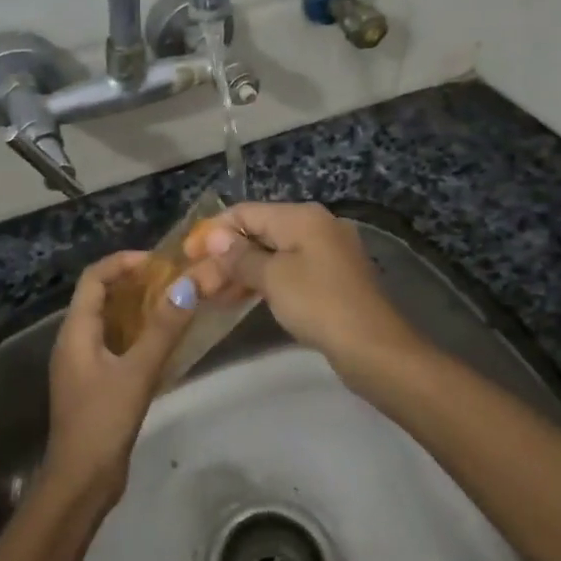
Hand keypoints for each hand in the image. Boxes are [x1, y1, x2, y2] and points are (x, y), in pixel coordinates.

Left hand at [39, 251, 203, 508]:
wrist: (81, 482)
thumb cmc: (103, 421)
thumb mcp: (137, 372)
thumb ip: (163, 328)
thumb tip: (188, 285)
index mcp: (75, 331)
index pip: (94, 278)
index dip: (122, 262)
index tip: (158, 261)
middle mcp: (74, 341)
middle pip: (100, 296)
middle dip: (133, 282)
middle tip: (172, 280)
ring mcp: (83, 364)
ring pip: (109, 321)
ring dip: (137, 308)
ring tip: (173, 304)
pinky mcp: (95, 384)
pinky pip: (115, 344)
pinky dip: (137, 333)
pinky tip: (164, 342)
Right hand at [186, 202, 414, 383]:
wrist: (374, 348)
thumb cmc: (319, 304)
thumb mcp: (273, 278)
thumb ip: (240, 256)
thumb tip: (216, 237)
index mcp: (302, 216)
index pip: (246, 212)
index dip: (213, 231)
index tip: (186, 254)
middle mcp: (315, 226)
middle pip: (258, 233)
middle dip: (224, 256)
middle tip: (194, 281)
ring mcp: (325, 254)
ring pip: (271, 256)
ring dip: (239, 272)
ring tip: (208, 295)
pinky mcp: (330, 280)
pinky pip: (286, 272)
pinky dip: (261, 283)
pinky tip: (237, 300)